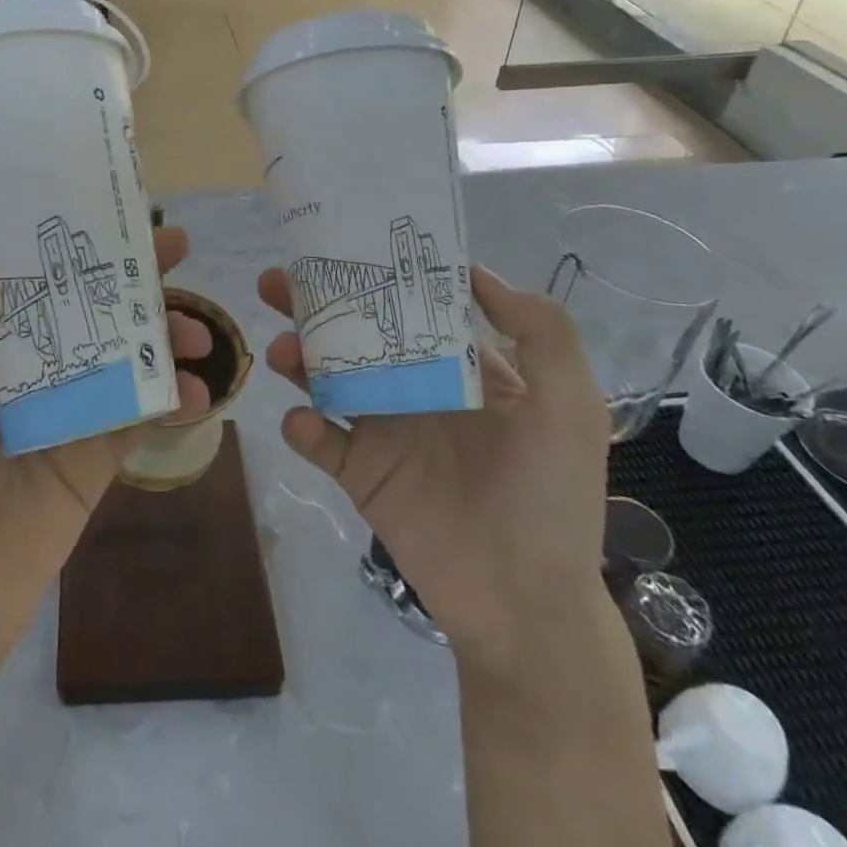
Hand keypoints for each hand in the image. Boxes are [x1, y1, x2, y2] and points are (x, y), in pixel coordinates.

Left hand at [0, 224, 212, 680]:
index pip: (28, 274)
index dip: (64, 238)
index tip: (106, 206)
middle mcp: (29, 366)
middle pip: (86, 306)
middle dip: (131, 276)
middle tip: (176, 247)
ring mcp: (67, 410)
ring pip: (123, 354)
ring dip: (163, 335)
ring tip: (195, 332)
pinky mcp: (96, 457)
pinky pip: (139, 419)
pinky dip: (172, 402)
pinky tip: (199, 393)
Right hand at [259, 264, 608, 671]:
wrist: (525, 602)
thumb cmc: (551, 495)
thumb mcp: (570, 405)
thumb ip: (541, 331)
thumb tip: (474, 271)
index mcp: (457, 367)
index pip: (409, 306)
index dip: (376, 275)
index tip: (342, 244)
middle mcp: (413, 388)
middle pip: (353, 334)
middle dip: (312, 306)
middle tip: (276, 283)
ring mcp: (381, 430)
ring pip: (325, 378)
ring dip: (298, 359)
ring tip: (284, 351)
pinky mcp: (359, 473)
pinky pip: (319, 441)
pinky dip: (302, 427)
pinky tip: (305, 422)